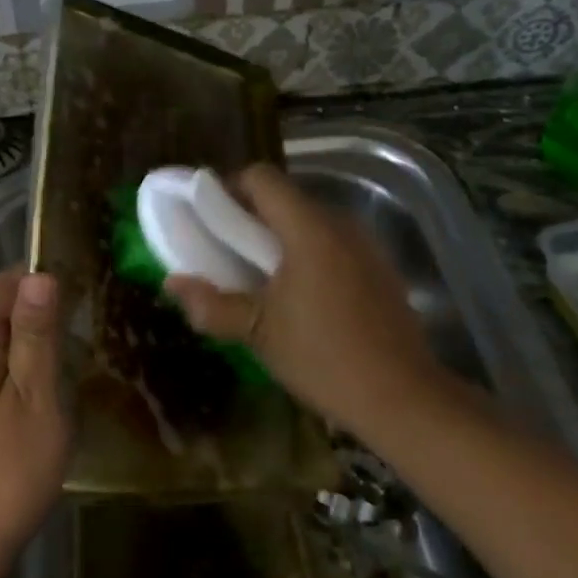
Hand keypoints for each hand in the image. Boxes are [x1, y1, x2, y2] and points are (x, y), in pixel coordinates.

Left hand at [0, 267, 68, 577]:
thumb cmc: (6, 472)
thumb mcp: (34, 399)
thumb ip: (35, 336)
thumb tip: (40, 274)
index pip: (3, 285)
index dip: (41, 276)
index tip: (83, 282)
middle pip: (0, 311)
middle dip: (42, 307)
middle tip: (91, 317)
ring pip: (1, 343)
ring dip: (36, 339)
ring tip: (81, 346)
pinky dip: (26, 367)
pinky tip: (54, 384)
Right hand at [163, 164, 450, 438]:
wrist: (404, 399)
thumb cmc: (324, 358)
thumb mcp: (258, 333)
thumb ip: (212, 304)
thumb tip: (172, 284)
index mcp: (309, 229)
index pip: (262, 178)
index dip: (228, 188)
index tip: (207, 218)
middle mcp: (340, 224)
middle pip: (285, 197)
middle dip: (249, 215)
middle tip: (223, 249)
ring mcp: (365, 245)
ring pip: (309, 220)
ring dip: (278, 235)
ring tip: (256, 273)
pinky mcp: (379, 268)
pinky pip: (332, 242)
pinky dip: (306, 252)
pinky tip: (296, 293)